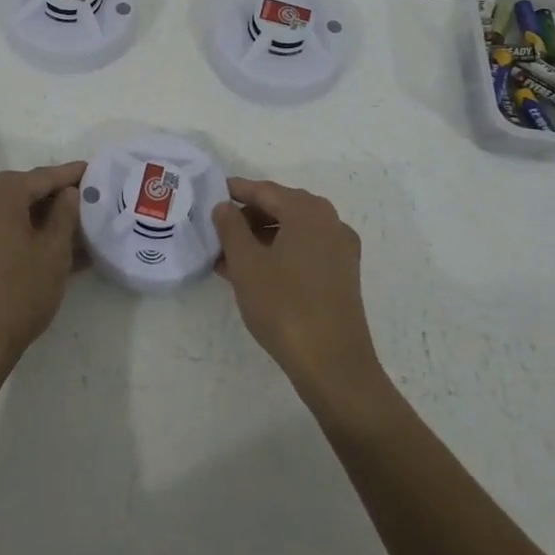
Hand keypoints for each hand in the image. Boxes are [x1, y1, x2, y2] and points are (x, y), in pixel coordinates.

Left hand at [0, 161, 85, 381]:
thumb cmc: (19, 292)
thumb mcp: (54, 252)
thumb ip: (64, 215)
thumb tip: (68, 193)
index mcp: (1, 195)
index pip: (42, 176)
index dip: (69, 174)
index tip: (91, 170)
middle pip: (21, 189)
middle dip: (51, 193)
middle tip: (80, 197)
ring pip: (8, 210)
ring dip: (36, 214)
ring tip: (67, 224)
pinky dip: (20, 230)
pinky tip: (44, 245)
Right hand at [213, 178, 383, 400]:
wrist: (333, 364)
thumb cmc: (284, 306)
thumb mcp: (246, 264)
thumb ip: (230, 228)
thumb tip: (224, 206)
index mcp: (307, 212)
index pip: (265, 190)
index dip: (236, 191)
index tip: (211, 192)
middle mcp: (329, 222)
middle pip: (282, 207)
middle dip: (248, 217)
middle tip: (217, 228)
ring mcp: (340, 249)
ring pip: (293, 231)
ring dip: (261, 238)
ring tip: (228, 256)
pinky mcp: (342, 275)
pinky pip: (305, 251)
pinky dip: (279, 253)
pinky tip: (253, 273)